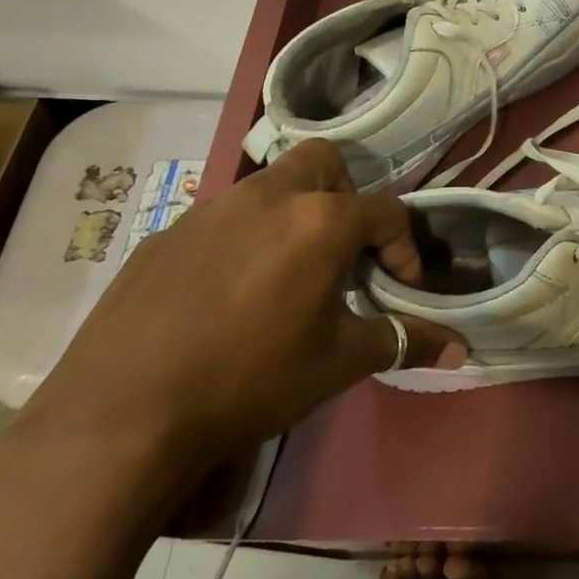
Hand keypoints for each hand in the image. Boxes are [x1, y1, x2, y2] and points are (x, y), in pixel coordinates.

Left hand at [21, 139, 458, 480]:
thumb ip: (403, 341)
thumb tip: (457, 347)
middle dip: (345, 197)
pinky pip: (219, 221)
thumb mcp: (340, 362)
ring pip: (267, 187)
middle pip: (323, 162)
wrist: (122, 417)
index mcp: (320, 219)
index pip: (387, 212)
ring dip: (291, 216)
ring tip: (285, 277)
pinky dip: (240, 242)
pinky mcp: (163, 236)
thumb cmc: (252, 378)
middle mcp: (266, 196)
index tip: (403, 287)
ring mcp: (208, 210)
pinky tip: (225, 298)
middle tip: (342, 253)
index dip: (406, 248)